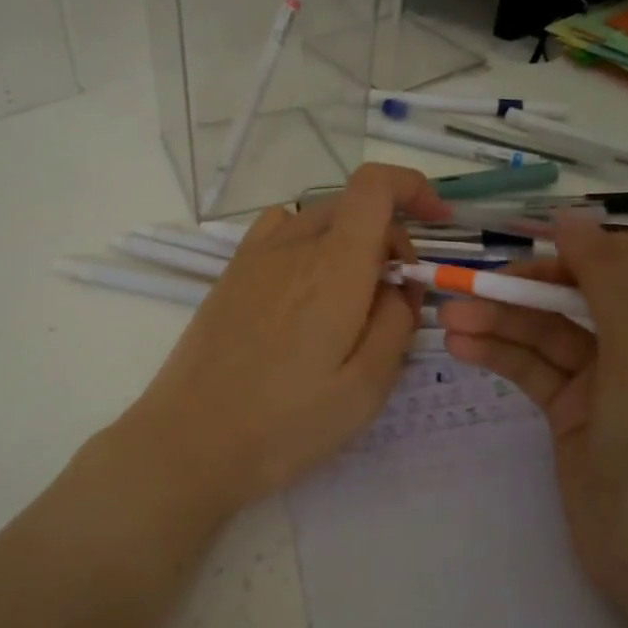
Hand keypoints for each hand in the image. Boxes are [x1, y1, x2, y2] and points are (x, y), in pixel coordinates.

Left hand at [115, 164, 450, 520]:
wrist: (190, 441)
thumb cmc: (285, 423)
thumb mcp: (366, 387)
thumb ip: (397, 323)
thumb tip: (399, 287)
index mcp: (334, 267)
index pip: (375, 186)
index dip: (413, 188)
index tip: (438, 222)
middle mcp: (292, 245)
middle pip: (353, 205)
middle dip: (390, 236)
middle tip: (396, 298)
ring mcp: (254, 256)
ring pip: (318, 218)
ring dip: (350, 241)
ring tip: (351, 299)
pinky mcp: (231, 274)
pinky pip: (282, 232)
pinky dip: (310, 244)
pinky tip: (306, 292)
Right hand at [438, 216, 627, 627]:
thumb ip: (607, 278)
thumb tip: (571, 215)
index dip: (585, 248)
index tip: (536, 252)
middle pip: (579, 292)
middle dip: (526, 289)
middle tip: (470, 287)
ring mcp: (607, 377)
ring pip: (547, 331)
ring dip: (500, 322)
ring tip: (449, 319)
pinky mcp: (571, 409)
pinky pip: (532, 368)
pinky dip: (499, 354)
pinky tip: (461, 346)